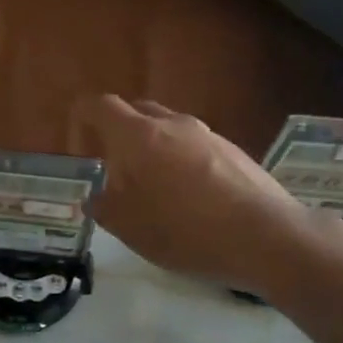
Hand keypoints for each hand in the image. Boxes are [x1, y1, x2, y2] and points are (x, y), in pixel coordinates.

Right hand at [74, 96, 342, 294]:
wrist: (265, 236)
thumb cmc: (185, 231)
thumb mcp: (130, 228)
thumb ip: (105, 207)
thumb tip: (96, 197)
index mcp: (138, 136)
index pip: (101, 106)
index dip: (83, 115)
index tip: (77, 134)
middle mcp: (173, 124)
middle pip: (136, 111)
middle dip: (118, 130)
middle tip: (112, 164)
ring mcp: (207, 134)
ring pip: (167, 128)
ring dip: (151, 146)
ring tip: (150, 185)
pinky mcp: (233, 150)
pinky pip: (193, 145)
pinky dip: (178, 159)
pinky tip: (187, 195)